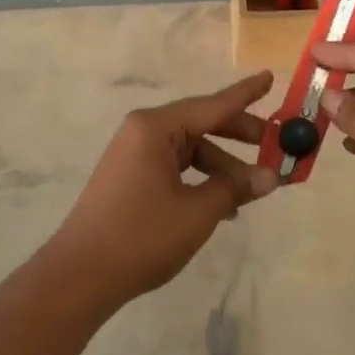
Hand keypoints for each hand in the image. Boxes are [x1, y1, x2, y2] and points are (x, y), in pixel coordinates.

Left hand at [46, 71, 277, 308]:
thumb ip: (235, 188)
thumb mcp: (197, 212)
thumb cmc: (141, 236)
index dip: (245, 94)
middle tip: (275, 144)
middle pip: (202, 124)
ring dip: (221, 167)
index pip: (212, 105)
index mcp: (156, 128)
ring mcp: (134, 155)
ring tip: (252, 192)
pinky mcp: (131, 178)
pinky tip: (223, 206)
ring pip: (191, 150)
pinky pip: (176, 167)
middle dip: (239, 136)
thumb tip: (271, 176)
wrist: (79, 278)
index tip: (270, 77)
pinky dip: (200, 180)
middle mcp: (143, 132)